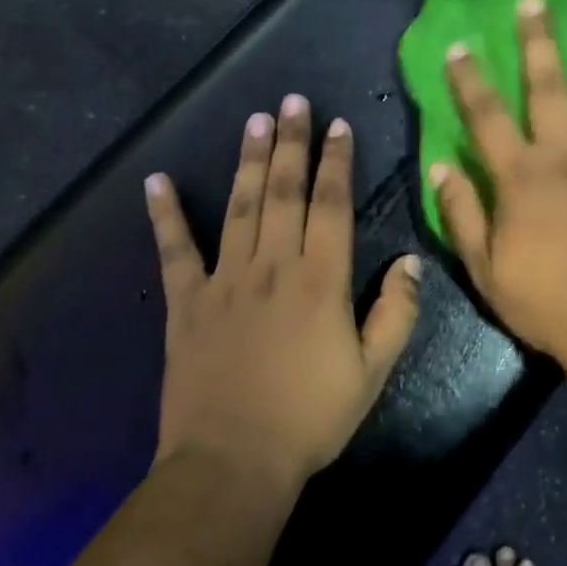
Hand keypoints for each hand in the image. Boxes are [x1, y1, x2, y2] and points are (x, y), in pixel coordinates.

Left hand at [145, 95, 420, 492]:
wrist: (233, 464)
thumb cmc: (310, 418)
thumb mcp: (372, 372)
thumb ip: (396, 312)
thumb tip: (410, 261)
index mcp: (320, 280)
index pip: (331, 204)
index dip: (336, 161)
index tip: (337, 126)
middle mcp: (273, 265)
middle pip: (283, 191)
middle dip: (290, 142)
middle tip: (291, 101)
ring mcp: (225, 280)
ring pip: (238, 207)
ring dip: (247, 160)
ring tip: (254, 120)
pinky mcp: (186, 302)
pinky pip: (174, 251)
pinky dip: (164, 215)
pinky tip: (156, 181)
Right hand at [431, 0, 566, 382]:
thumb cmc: (546, 302)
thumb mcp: (485, 269)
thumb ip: (462, 214)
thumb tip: (440, 167)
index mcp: (521, 177)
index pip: (487, 117)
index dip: (470, 79)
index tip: (460, 45)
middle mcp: (566, 157)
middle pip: (549, 88)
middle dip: (539, 43)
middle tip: (535, 3)